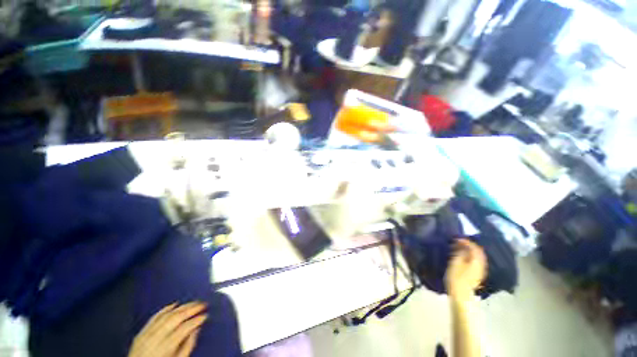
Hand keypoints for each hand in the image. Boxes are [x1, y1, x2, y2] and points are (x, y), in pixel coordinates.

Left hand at [128, 302, 207, 356]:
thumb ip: (187, 346)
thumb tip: (197, 329)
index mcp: (164, 348)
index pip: (184, 329)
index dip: (196, 320)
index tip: (206, 315)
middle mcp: (154, 339)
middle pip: (175, 319)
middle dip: (191, 309)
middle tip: (203, 303)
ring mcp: (146, 335)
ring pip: (166, 315)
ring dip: (182, 307)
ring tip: (193, 302)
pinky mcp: (140, 333)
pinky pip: (153, 317)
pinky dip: (165, 309)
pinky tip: (175, 304)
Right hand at [445, 239, 486, 300]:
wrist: (461, 295)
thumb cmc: (456, 277)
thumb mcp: (455, 262)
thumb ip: (460, 252)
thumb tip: (462, 244)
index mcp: (477, 261)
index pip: (474, 247)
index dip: (466, 241)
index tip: (456, 238)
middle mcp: (481, 265)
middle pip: (477, 252)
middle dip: (468, 246)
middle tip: (457, 242)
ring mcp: (480, 271)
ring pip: (477, 257)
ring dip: (469, 252)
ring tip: (458, 249)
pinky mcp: (477, 275)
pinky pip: (475, 262)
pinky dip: (469, 257)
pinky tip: (462, 258)